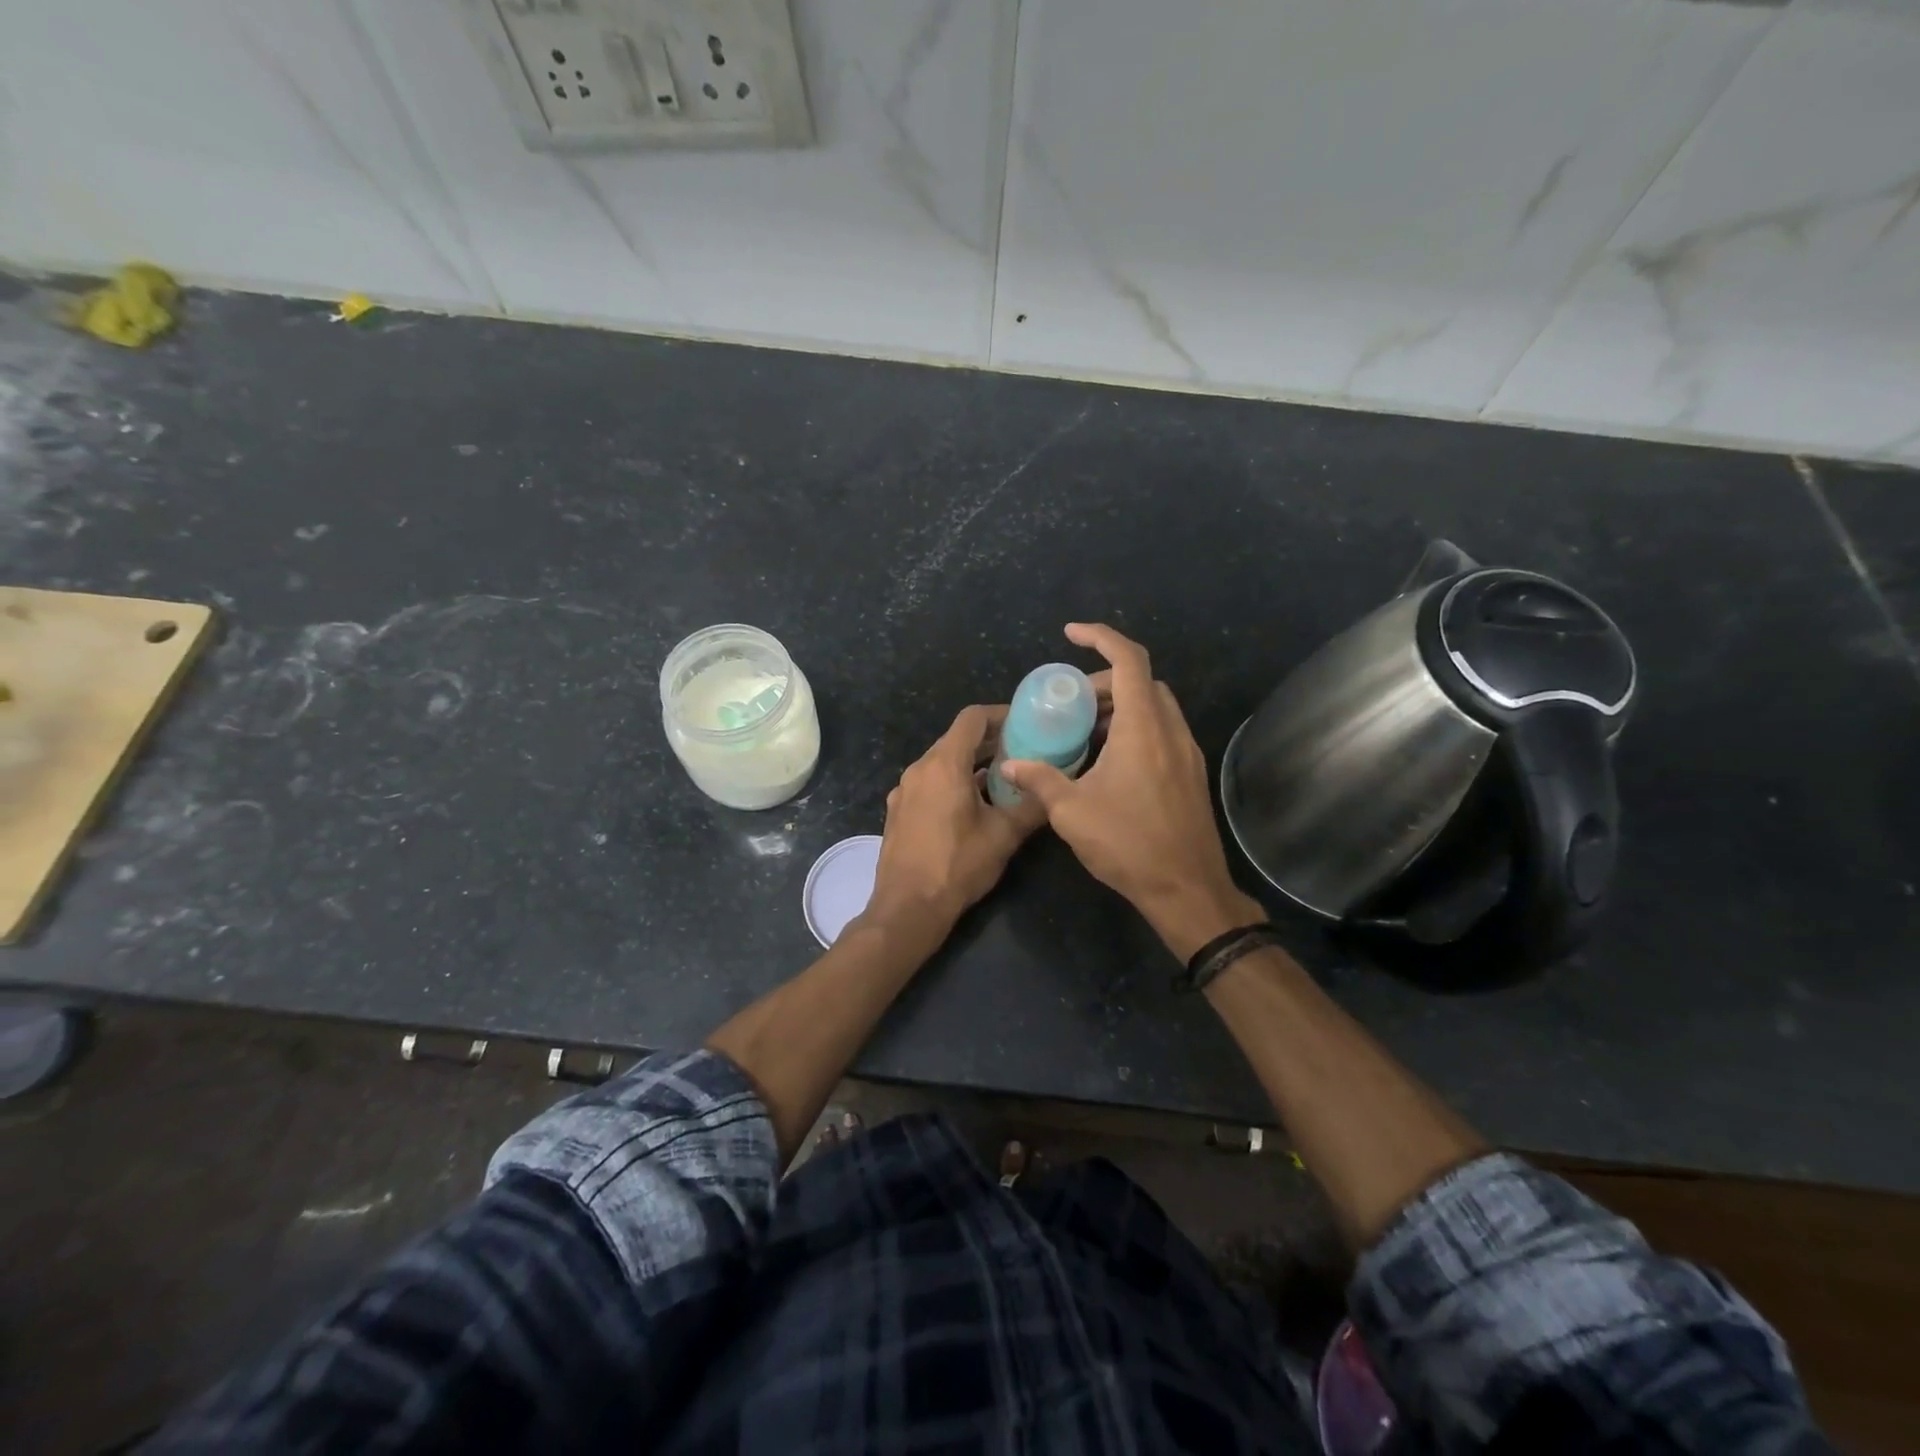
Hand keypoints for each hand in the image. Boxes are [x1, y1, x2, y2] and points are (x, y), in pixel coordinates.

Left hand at [861, 704, 1046, 937]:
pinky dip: (952, 782)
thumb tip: (1055, 790)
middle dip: (989, 741)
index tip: (1025, 722)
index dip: (1000, 715)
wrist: (907, 907)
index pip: (972, 719)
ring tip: (1003, 778)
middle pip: (956, 739)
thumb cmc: (957, 865)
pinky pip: (929, 783)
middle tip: (1023, 749)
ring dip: (971, 763)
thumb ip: (1032, 807)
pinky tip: (972, 805)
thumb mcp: (1004, 836)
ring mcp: (904, 790)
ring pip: (941, 763)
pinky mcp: (898, 811)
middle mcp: (919, 769)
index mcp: (944, 764)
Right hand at [1001, 623, 1263, 958]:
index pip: (1129, 660)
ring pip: (1156, 707)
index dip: (1100, 638)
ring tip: (1085, 731)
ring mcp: (1187, 753)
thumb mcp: (1071, 812)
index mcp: (1143, 728)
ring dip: (1122, 706)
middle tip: (1072, 702)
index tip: (1071, 634)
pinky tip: (1109, 761)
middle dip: (1106, 680)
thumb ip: (1040, 780)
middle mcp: (1171, 731)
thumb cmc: (1128, 845)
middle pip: (1143, 682)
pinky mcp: (1191, 774)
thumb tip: (1010, 764)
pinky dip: (1136, 729)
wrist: (1187, 889)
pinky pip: (1163, 732)